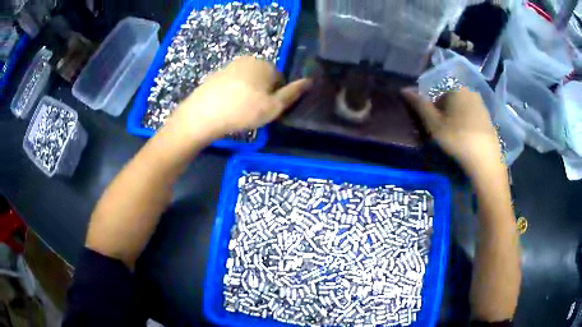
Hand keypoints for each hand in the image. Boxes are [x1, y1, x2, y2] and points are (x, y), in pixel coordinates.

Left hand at [170, 56, 311, 138]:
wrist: (203, 114)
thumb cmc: (243, 111)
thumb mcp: (273, 107)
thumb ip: (292, 94)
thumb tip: (309, 81)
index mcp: (265, 64)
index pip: (280, 79)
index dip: (276, 97)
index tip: (267, 110)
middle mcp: (248, 60)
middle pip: (263, 78)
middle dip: (262, 93)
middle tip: (253, 112)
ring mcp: (230, 66)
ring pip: (247, 81)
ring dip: (247, 93)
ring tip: (239, 111)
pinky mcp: (215, 75)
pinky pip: (232, 84)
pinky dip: (233, 93)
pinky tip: (227, 107)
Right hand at [402, 87, 503, 175]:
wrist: (485, 163)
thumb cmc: (456, 140)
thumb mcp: (433, 124)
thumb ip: (419, 105)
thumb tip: (404, 89)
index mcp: (456, 90)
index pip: (438, 96)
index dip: (432, 112)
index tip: (433, 128)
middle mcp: (471, 93)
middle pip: (451, 103)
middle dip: (445, 116)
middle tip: (443, 136)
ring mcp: (483, 108)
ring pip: (463, 112)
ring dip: (457, 123)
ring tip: (455, 142)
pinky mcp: (490, 122)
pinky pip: (474, 122)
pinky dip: (468, 129)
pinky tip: (467, 144)